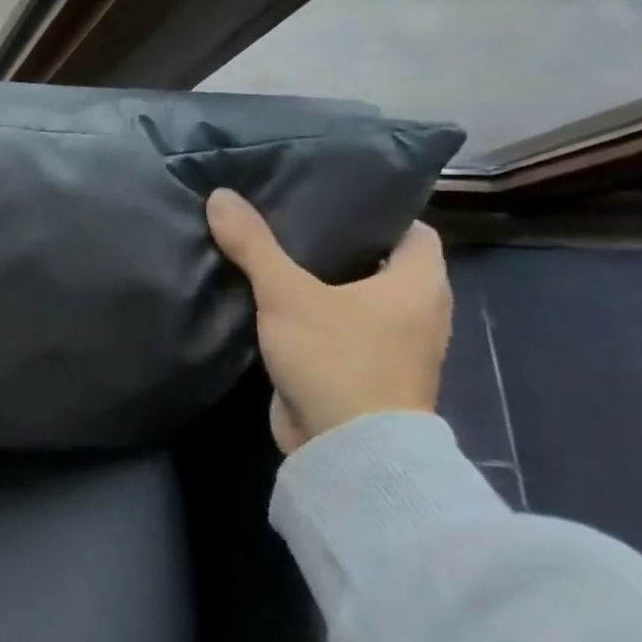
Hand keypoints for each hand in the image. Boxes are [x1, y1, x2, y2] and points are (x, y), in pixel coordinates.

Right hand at [206, 188, 451, 454]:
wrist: (347, 447)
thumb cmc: (337, 358)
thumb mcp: (287, 294)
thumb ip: (254, 245)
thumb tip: (221, 195)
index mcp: (420, 285)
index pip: (412, 231)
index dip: (376, 213)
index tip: (329, 200)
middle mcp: (418, 313)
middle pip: (380, 264)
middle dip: (338, 246)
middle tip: (287, 222)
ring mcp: (392, 347)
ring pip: (357, 299)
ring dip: (323, 283)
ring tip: (274, 258)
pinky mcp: (362, 372)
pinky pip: (339, 329)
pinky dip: (314, 316)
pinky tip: (273, 305)